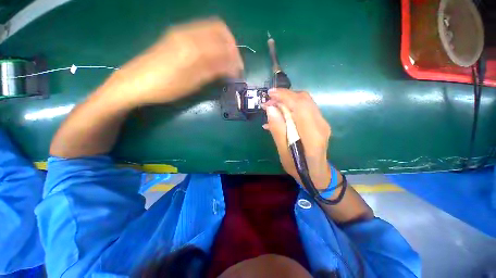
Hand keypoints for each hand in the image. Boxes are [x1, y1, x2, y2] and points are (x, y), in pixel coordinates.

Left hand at [104, 18, 243, 107]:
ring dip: (222, 44)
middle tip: (234, 64)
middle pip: (219, 29)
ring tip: (225, 62)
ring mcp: (180, 32)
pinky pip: (200, 34)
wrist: (135, 83)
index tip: (239, 71)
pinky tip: (211, 57)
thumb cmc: (165, 86)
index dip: (235, 56)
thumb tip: (233, 67)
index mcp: (193, 46)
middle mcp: (188, 33)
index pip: (223, 43)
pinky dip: (211, 43)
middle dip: (230, 46)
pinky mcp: (175, 37)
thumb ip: (214, 71)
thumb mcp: (193, 82)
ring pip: (210, 29)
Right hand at [263, 89, 334, 189]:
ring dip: (287, 100)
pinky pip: (305, 109)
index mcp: (312, 135)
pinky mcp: (319, 123)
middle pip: (304, 99)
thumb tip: (271, 109)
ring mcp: (321, 123)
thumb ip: (278, 130)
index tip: (269, 94)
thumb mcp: (283, 153)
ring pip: (305, 102)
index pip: (300, 106)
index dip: (284, 96)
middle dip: (285, 96)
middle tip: (268, 101)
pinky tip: (279, 115)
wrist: (317, 174)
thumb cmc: (299, 168)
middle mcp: (320, 125)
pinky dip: (291, 107)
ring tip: (271, 106)